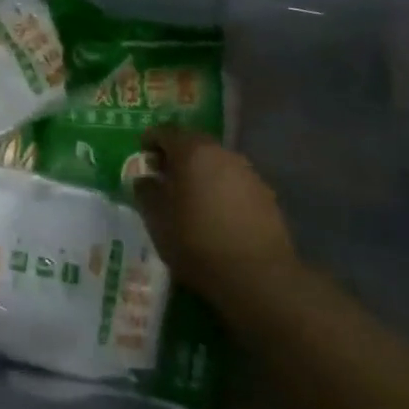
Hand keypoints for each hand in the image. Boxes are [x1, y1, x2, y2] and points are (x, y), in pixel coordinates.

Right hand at [135, 126, 296, 307]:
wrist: (257, 276)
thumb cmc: (196, 242)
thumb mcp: (157, 219)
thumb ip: (146, 191)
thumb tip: (145, 179)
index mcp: (192, 151)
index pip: (165, 131)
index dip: (150, 140)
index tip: (142, 155)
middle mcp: (222, 153)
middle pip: (193, 144)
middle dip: (176, 156)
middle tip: (163, 177)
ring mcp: (248, 173)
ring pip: (216, 163)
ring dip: (200, 173)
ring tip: (189, 199)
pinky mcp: (266, 195)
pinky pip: (234, 182)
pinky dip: (220, 189)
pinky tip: (215, 215)